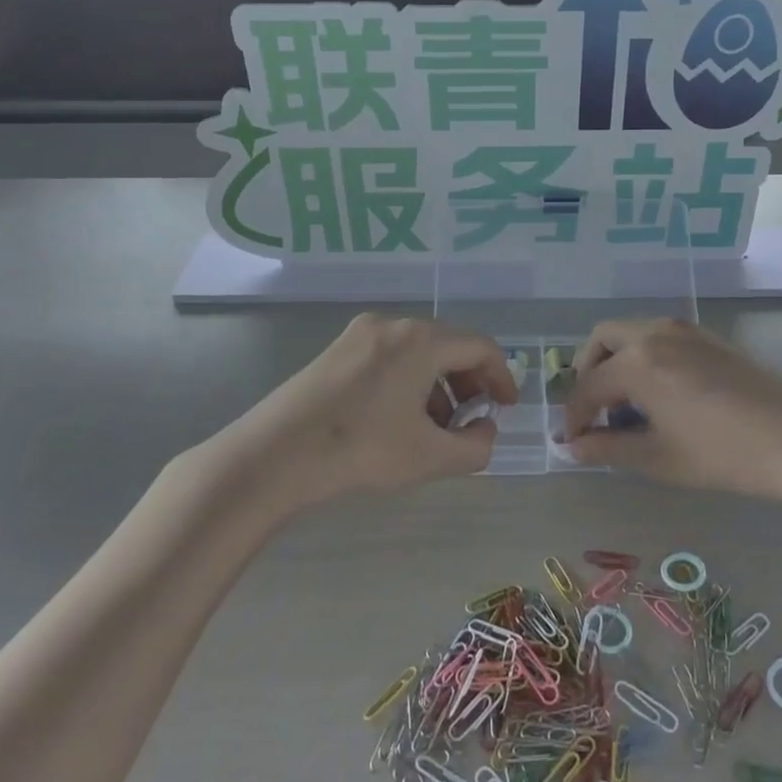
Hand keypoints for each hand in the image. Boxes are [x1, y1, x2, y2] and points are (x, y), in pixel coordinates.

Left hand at [222, 314, 516, 507]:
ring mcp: (360, 333)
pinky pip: (389, 356)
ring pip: (417, 351)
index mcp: (422, 340)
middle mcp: (393, 324)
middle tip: (471, 420)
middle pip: (448, 345)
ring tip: (433, 427)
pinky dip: (407, 380)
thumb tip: (484, 429)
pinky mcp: (336, 349)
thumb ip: (476, 446)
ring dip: (437, 384)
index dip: (501, 377)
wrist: (275, 454)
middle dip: (468, 382)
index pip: (480, 347)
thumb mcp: (430, 457)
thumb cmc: (361, 449)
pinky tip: (397, 418)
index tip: (506, 408)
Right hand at [563, 319, 781, 498]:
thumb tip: (573, 447)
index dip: (574, 415)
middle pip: (603, 339)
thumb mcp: (658, 458)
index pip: (588, 386)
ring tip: (626, 404)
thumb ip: (608, 449)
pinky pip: (660, 336)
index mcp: (637, 362)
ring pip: (633, 333)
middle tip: (593, 409)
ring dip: (617, 360)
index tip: (572, 441)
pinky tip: (661, 394)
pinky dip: (645, 356)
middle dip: (588, 371)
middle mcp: (655, 334)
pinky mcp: (709, 337)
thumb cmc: (722, 453)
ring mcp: (685, 330)